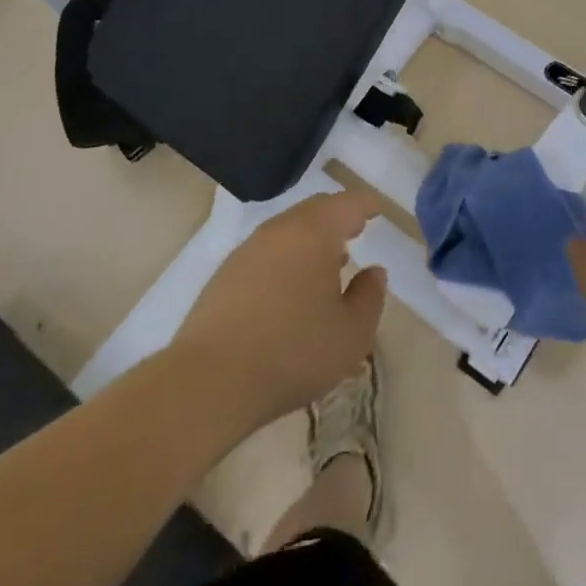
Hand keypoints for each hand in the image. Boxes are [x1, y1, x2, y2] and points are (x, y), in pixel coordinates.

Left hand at [174, 190, 388, 434]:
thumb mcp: (351, 334)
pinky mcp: (224, 275)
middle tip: (355, 228)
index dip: (365, 205)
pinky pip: (267, 252)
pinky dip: (287, 258)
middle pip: (314, 210)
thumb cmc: (293, 352)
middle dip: (337, 216)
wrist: (209, 381)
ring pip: (288, 230)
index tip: (376, 210)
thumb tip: (374, 272)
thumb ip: (369, 297)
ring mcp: (247, 251)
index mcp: (315, 233)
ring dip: (311, 239)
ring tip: (327, 263)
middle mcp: (280, 230)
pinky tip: (291, 288)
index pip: (347, 204)